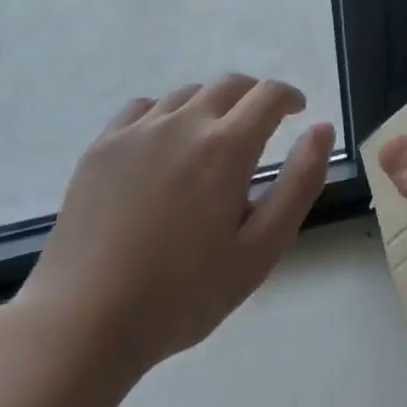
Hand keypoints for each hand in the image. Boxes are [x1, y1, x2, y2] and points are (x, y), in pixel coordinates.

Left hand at [12, 76, 334, 375]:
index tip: (298, 112)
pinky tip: (165, 146)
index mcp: (226, 147)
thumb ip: (299, 183)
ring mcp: (136, 132)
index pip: (268, 95)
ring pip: (186, 95)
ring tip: (214, 142)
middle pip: (228, 85)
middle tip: (262, 126)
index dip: (290, 97)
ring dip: (212, 107)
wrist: (84, 321)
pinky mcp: (101, 147)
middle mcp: (182, 124)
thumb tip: (321, 129)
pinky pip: (143, 109)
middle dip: (254, 97)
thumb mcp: (261, 249)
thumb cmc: (184, 294)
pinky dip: (167, 115)